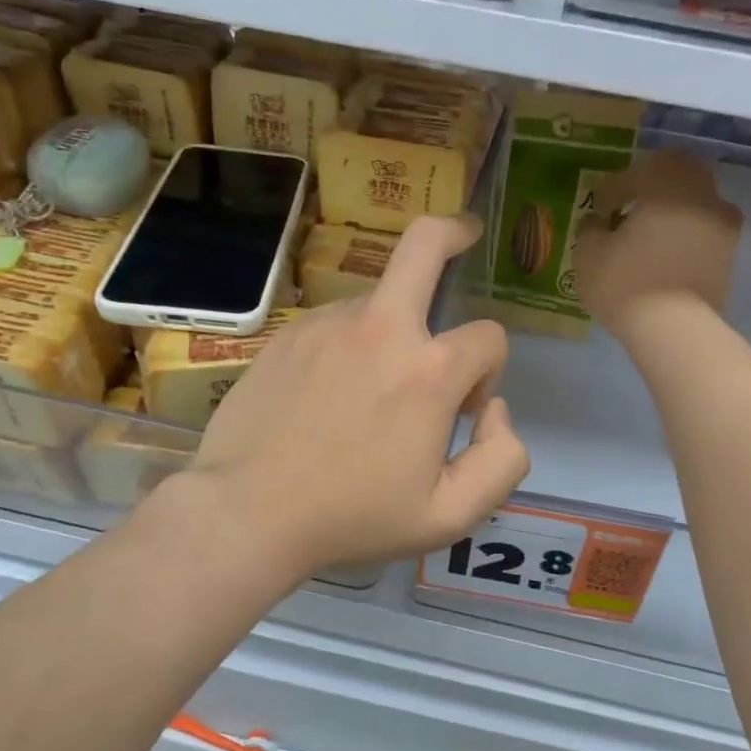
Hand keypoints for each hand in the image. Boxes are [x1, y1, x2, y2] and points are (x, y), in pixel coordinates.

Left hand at [192, 215, 529, 575]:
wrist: (248, 513)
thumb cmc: (353, 519)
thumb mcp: (450, 516)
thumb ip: (502, 460)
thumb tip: (494, 410)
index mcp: (428, 372)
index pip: (489, 337)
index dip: (489, 372)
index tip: (463, 411)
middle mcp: (381, 329)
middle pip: (424, 244)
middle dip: (453, 231)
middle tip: (465, 236)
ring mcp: (326, 325)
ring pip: (380, 299)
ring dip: (396, 327)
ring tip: (372, 390)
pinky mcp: (287, 336)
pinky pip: (336, 324)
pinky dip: (351, 345)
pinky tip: (329, 396)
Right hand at [574, 149, 741, 337]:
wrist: (674, 329)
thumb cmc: (625, 283)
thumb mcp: (588, 253)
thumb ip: (590, 228)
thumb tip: (597, 221)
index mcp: (668, 184)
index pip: (638, 172)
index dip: (613, 188)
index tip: (598, 207)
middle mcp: (703, 195)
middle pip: (678, 175)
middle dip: (652, 187)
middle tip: (628, 208)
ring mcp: (723, 226)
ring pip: (696, 203)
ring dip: (672, 211)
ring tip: (647, 235)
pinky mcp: (729, 256)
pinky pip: (704, 232)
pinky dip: (685, 236)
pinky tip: (663, 255)